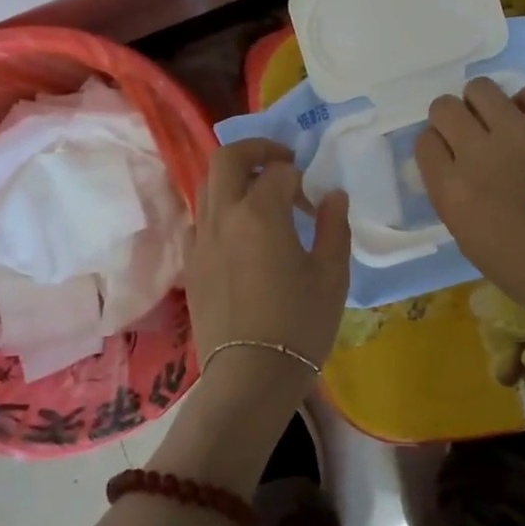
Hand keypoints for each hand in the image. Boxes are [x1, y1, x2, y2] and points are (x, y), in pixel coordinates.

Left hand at [183, 138, 350, 409]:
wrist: (250, 376)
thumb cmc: (299, 324)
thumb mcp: (331, 275)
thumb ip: (333, 226)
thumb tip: (332, 195)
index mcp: (260, 212)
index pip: (279, 171)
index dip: (301, 177)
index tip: (314, 199)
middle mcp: (224, 215)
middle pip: (228, 157)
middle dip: (256, 149)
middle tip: (281, 162)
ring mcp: (201, 238)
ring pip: (208, 184)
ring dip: (235, 177)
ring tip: (261, 196)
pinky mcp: (191, 262)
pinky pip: (201, 218)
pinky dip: (220, 209)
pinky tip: (240, 233)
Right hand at [417, 79, 524, 335]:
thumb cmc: (522, 267)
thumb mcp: (466, 236)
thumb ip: (450, 192)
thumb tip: (450, 160)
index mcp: (452, 190)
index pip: (424, 141)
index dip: (436, 146)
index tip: (449, 155)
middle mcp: (479, 154)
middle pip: (444, 107)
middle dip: (451, 118)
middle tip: (470, 134)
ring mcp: (521, 135)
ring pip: (481, 88)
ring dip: (482, 104)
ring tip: (498, 122)